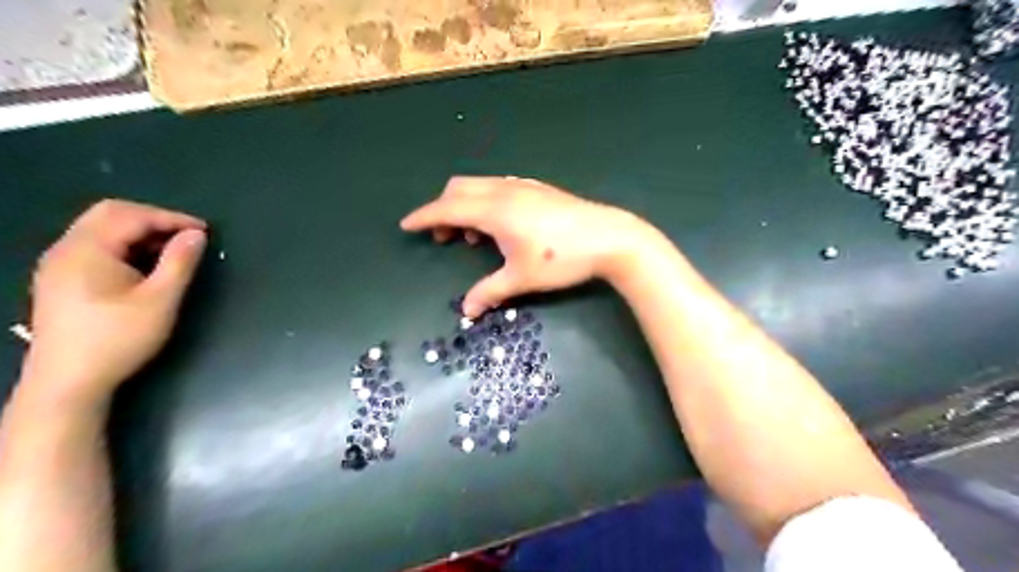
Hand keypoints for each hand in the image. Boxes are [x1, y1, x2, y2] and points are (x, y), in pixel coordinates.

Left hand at [22, 198, 205, 404]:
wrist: (68, 382)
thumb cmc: (118, 339)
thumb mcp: (160, 300)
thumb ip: (180, 262)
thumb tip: (197, 235)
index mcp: (87, 250)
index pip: (131, 216)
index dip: (171, 218)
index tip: (205, 231)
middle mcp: (66, 250)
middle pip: (110, 214)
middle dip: (153, 219)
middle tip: (187, 236)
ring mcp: (58, 265)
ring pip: (101, 229)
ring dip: (139, 232)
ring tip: (172, 250)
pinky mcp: (61, 280)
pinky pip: (95, 246)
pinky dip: (125, 245)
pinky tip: (145, 265)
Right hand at [399, 176, 651, 317]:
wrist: (609, 238)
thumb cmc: (561, 260)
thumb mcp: (521, 279)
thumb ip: (489, 292)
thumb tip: (466, 312)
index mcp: (494, 211)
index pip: (447, 209)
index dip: (424, 217)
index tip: (406, 225)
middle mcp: (504, 191)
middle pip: (458, 189)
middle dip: (443, 209)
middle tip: (444, 238)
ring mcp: (522, 187)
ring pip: (479, 186)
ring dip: (466, 205)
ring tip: (475, 237)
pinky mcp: (538, 189)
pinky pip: (498, 187)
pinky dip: (486, 201)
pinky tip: (500, 224)